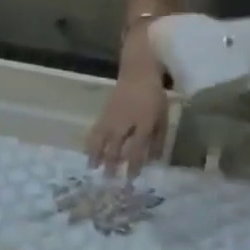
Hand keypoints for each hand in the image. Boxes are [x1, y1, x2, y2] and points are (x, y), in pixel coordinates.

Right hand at [86, 31, 168, 175]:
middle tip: (109, 180)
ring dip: (97, 156)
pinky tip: (87, 154)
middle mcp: (125, 122)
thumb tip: (153, 160)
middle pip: (116, 147)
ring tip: (92, 169)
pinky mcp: (104, 114)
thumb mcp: (162, 116)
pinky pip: (95, 131)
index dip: (134, 165)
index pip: (137, 149)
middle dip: (112, 165)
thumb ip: (158, 139)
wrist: (137, 69)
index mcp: (144, 122)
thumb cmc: (153, 95)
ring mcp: (112, 118)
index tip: (131, 179)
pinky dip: (91, 143)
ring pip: (102, 140)